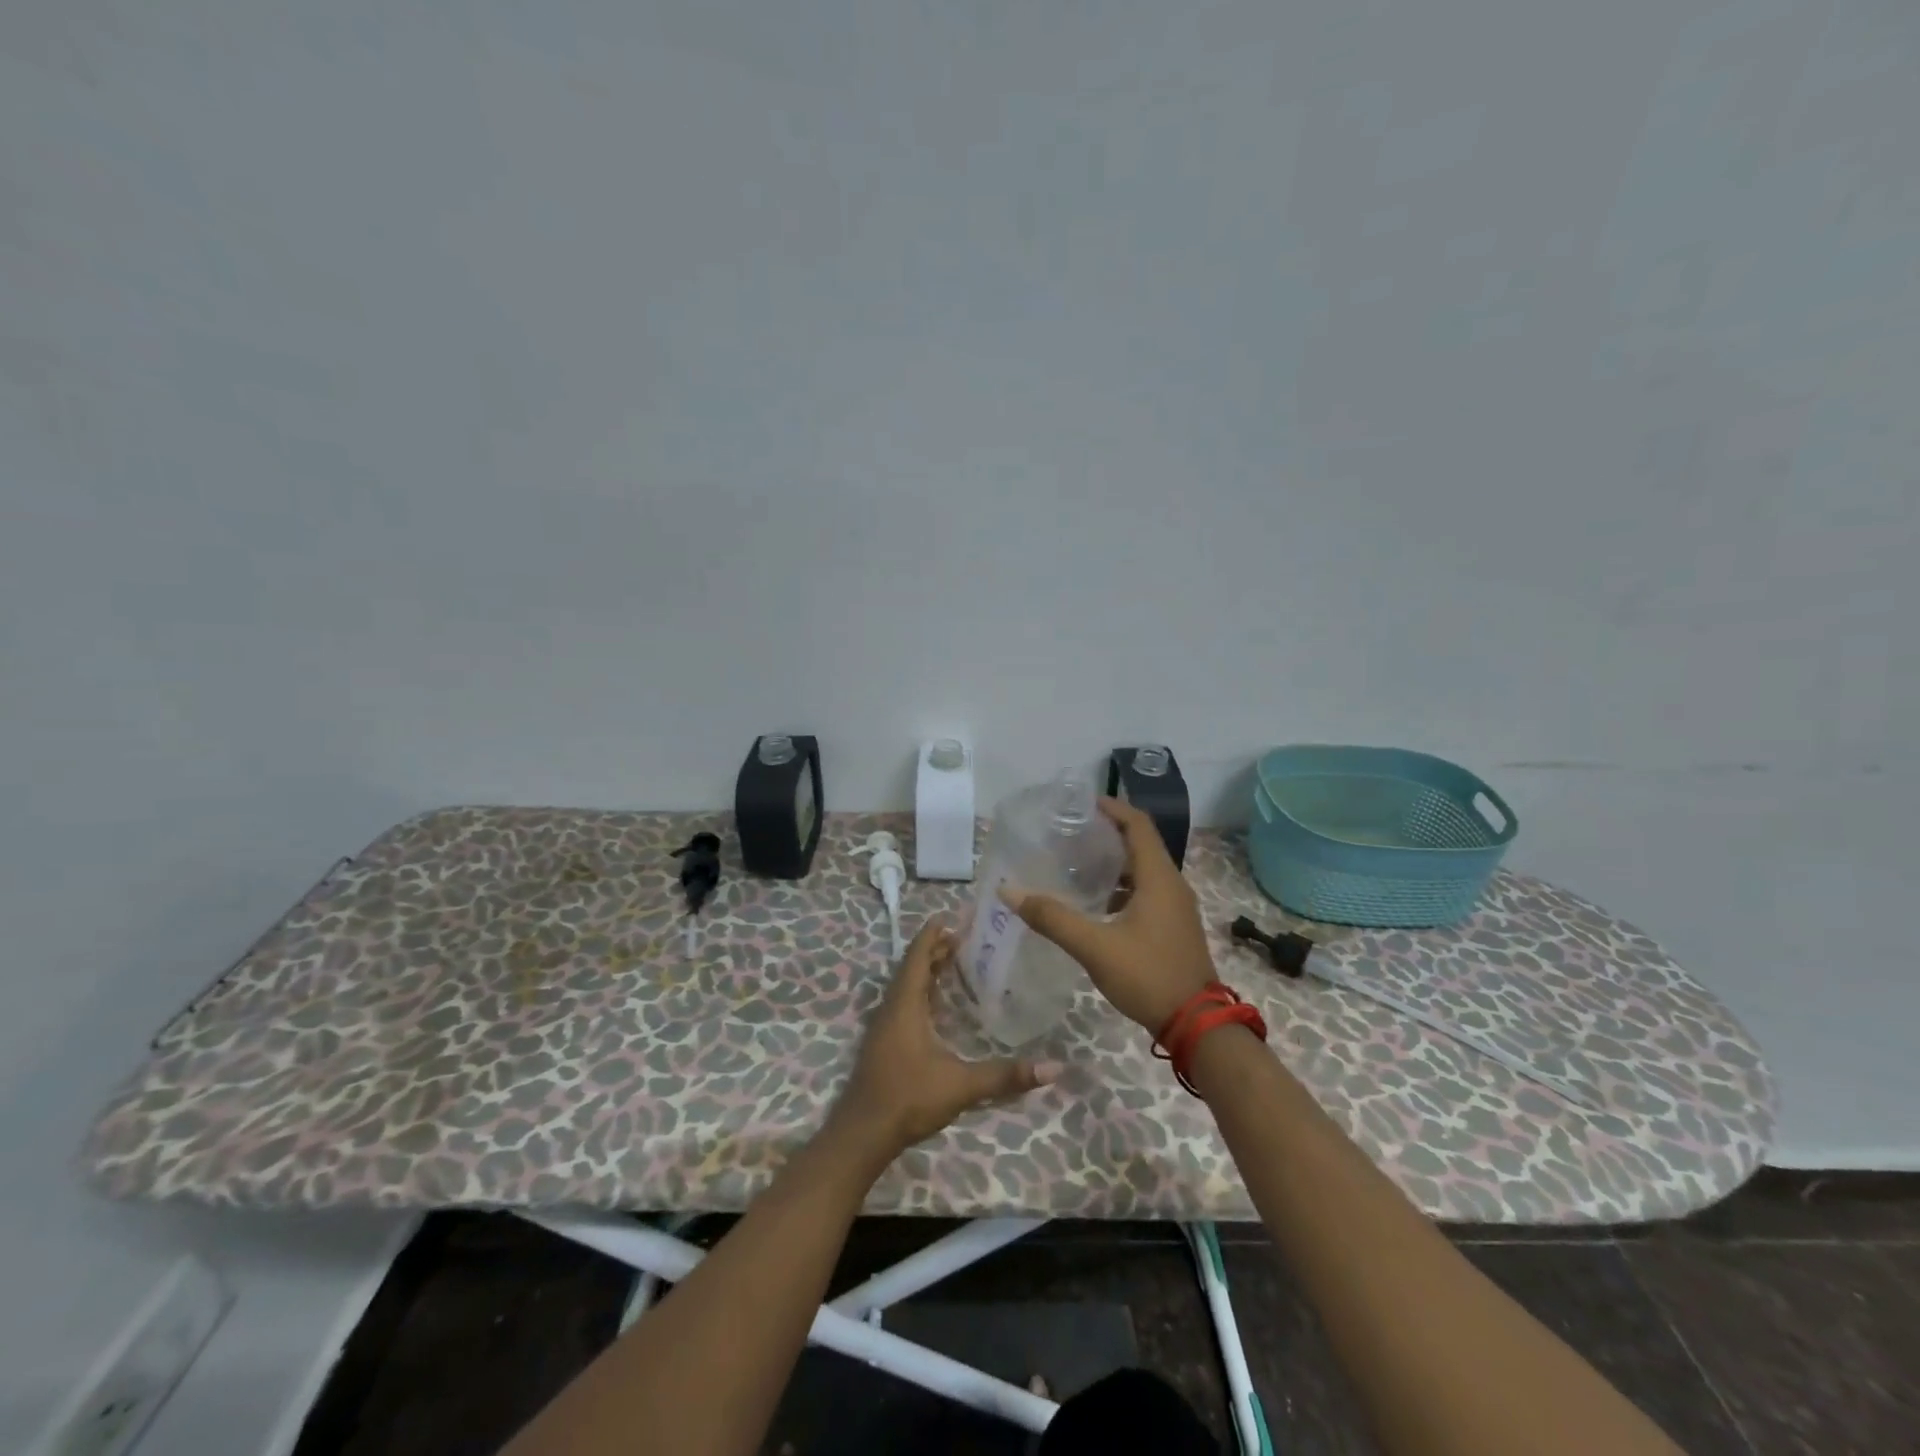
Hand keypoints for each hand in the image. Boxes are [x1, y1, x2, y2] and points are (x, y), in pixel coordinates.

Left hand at [835, 918, 1060, 1156]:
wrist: (863, 1134)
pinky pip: (904, 1001)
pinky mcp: (885, 1042)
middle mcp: (892, 1007)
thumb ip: (1005, 1076)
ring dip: (928, 970)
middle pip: (913, 966)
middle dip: (936, 949)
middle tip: (966, 938)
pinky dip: (923, 991)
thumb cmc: (908, 1098)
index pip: (918, 956)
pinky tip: (939, 1004)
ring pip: (907, 985)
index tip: (953, 917)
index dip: (933, 934)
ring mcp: (885, 1025)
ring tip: (956, 961)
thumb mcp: (961, 1085)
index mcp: (905, 1004)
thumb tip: (1053, 1069)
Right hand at [1001, 796, 1215, 1033]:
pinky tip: (1095, 904)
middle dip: (1107, 833)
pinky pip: (1147, 891)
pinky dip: (1122, 887)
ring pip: (1143, 870)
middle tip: (1070, 833)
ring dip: (1114, 862)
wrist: (1197, 1025)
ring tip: (1076, 865)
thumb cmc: (1148, 976)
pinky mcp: (1173, 926)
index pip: (1138, 825)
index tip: (1081, 803)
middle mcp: (1172, 885)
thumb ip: (1052, 918)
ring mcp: (1176, 907)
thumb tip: (1009, 891)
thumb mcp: (1095, 947)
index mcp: (1159, 878)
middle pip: (1140, 844)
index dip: (1113, 808)